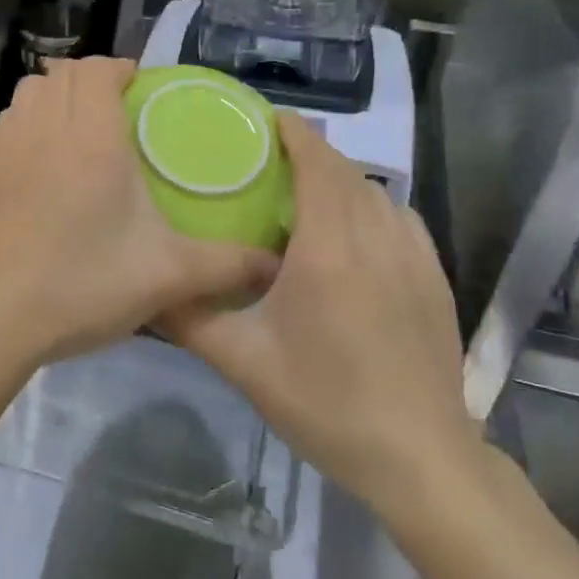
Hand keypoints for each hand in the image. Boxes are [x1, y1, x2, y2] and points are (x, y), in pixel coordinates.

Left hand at [0, 58, 275, 373]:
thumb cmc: (82, 285)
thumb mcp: (167, 277)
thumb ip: (227, 265)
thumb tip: (275, 262)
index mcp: (92, 138)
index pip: (98, 69)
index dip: (120, 68)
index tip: (142, 91)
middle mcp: (46, 128)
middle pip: (63, 72)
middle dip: (92, 78)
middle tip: (120, 109)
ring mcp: (7, 148)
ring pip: (31, 90)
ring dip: (57, 93)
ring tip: (82, 126)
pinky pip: (10, 119)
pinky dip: (31, 118)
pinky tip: (47, 158)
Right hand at [165, 115, 479, 518]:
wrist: (419, 459)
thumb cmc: (326, 403)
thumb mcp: (243, 363)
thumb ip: (190, 317)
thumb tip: (144, 287)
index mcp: (329, 248)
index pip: (318, 164)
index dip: (295, 132)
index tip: (265, 119)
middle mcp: (376, 238)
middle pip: (345, 172)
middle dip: (311, 152)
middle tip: (269, 159)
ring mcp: (414, 257)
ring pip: (376, 193)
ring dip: (341, 180)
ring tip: (307, 194)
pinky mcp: (434, 278)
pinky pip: (400, 219)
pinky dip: (372, 206)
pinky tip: (354, 234)